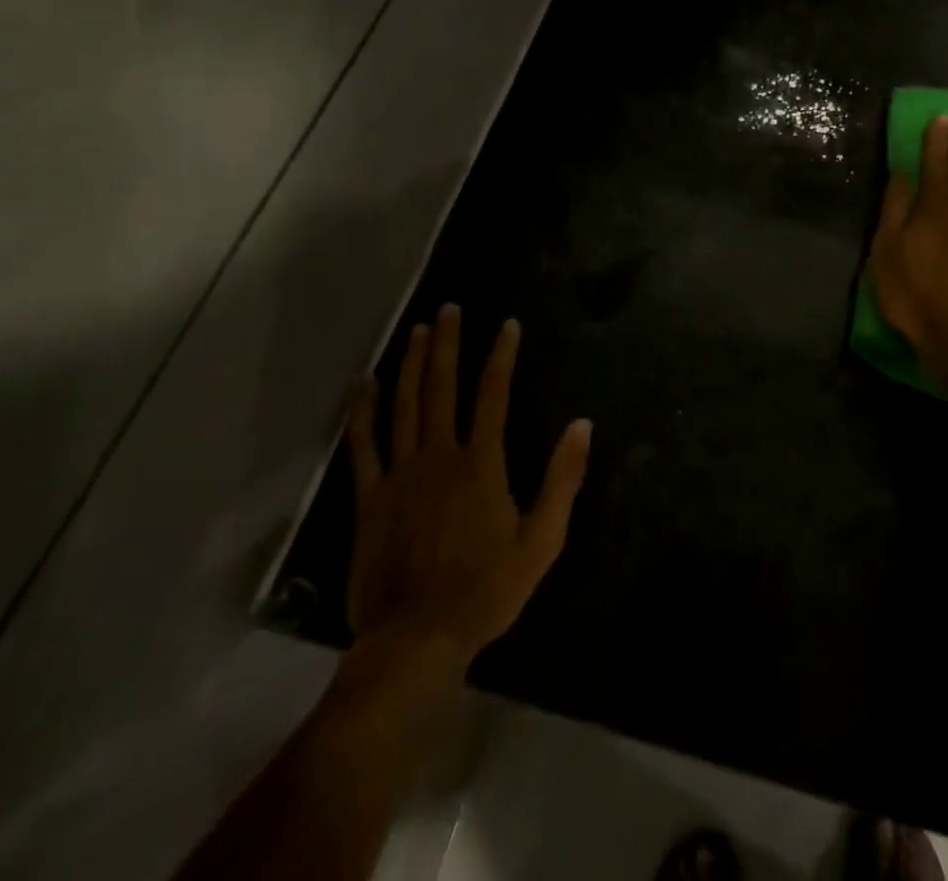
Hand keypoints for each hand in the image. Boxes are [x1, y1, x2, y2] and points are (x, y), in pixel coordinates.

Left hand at [343, 306, 591, 682]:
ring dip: (410, 363)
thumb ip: (562, 479)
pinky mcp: (370, 498)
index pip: (493, 393)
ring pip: (404, 405)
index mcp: (481, 463)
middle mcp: (439, 455)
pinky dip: (364, 412)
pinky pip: (364, 446)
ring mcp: (399, 474)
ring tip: (417, 330)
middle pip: (442, 386)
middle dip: (447, 343)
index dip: (501, 355)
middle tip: (449, 308)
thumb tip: (582, 425)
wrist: (416, 640)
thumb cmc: (486, 590)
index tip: (507, 324)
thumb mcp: (542, 540)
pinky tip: (364, 385)